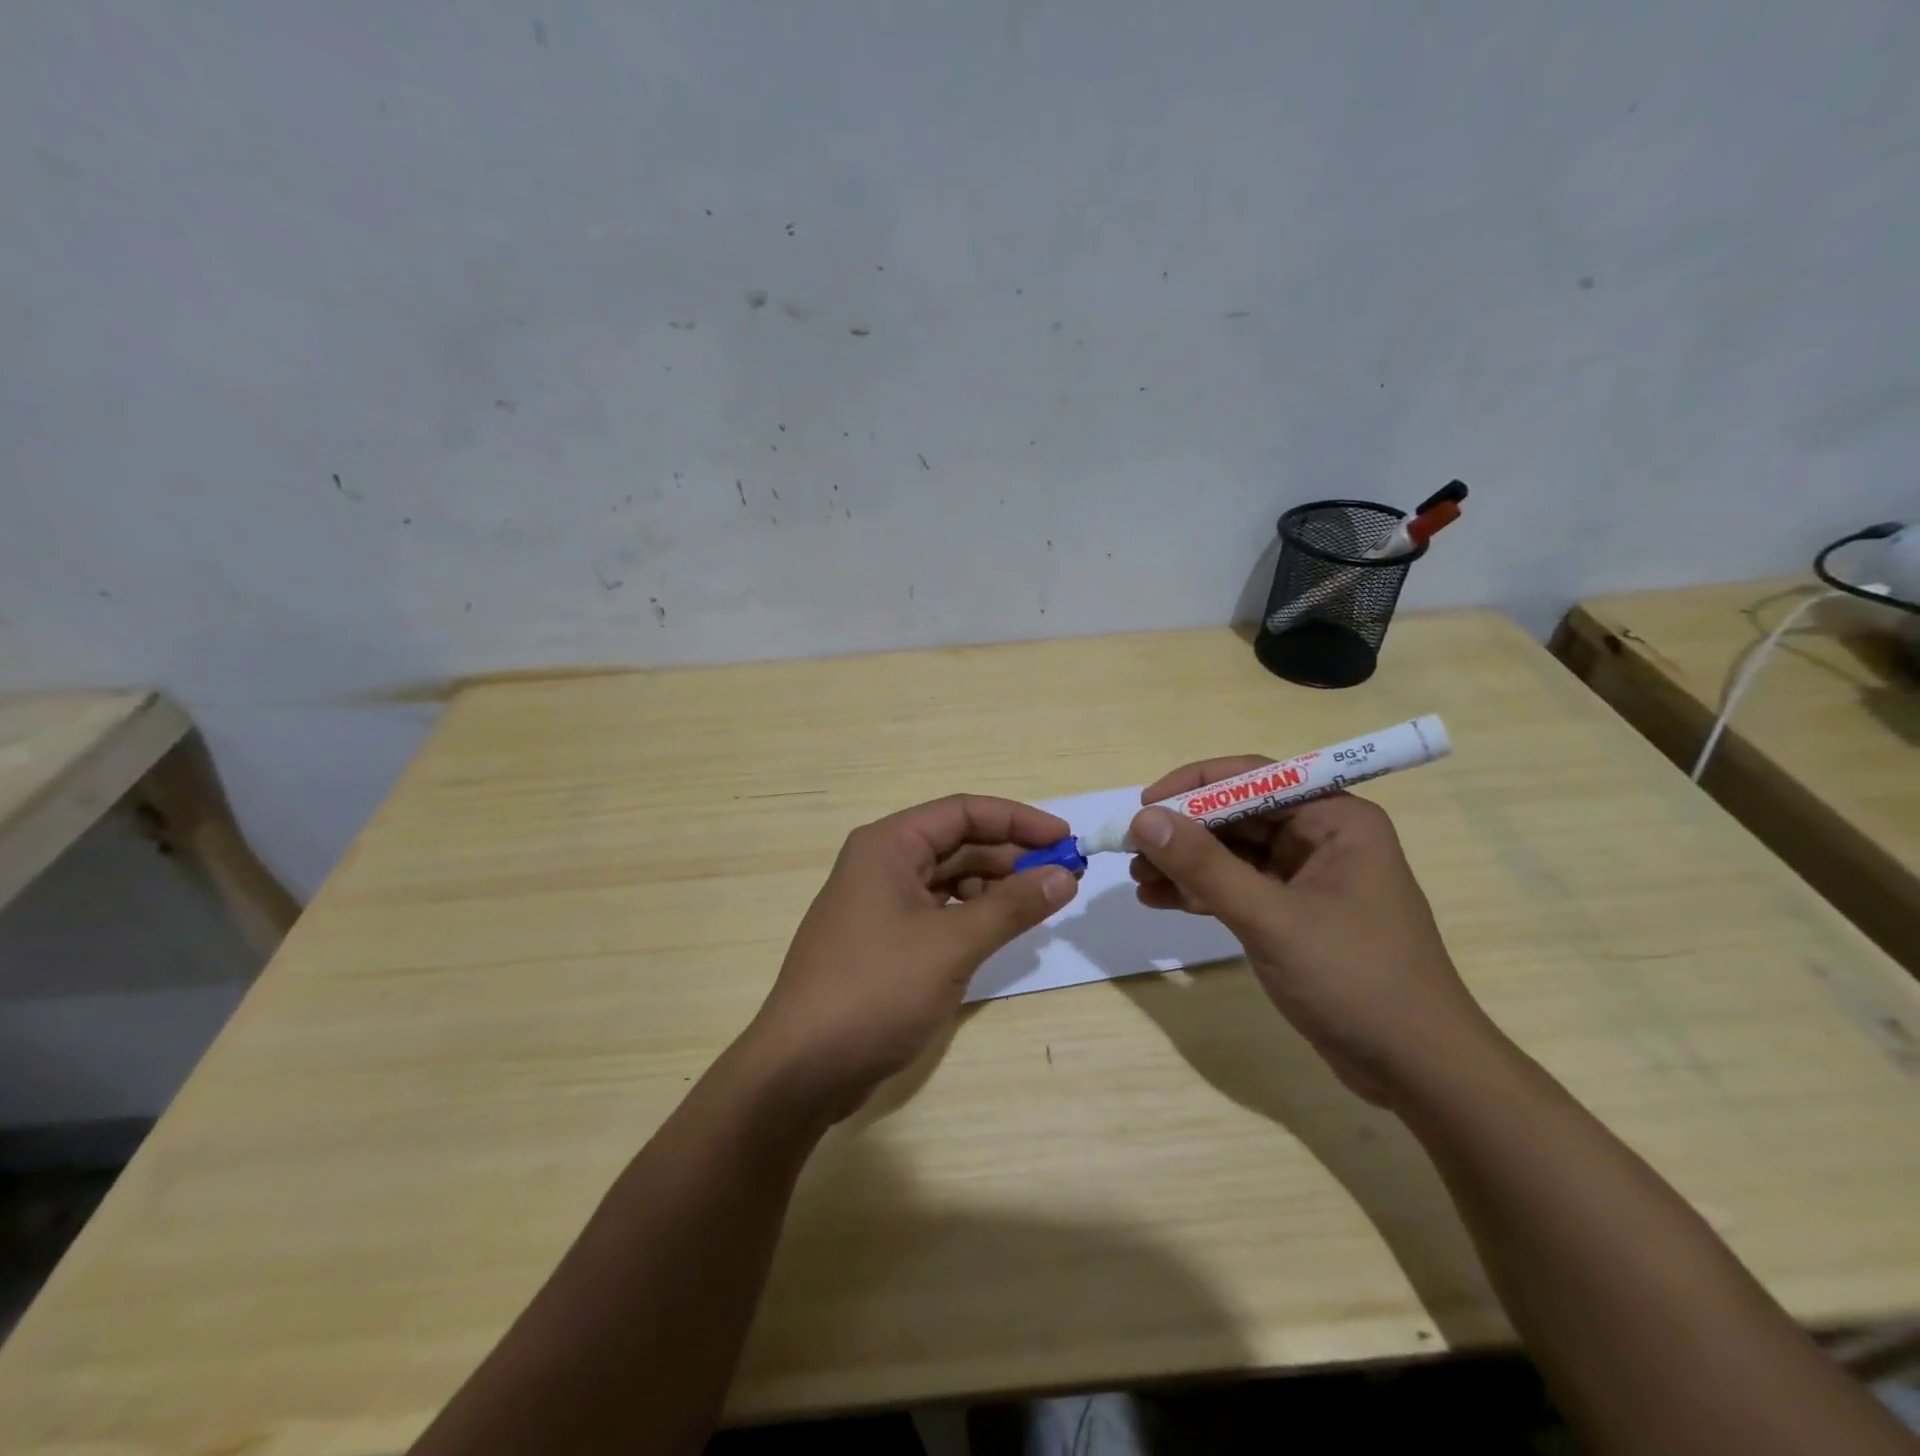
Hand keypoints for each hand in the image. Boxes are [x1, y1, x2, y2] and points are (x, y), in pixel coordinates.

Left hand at [744, 795, 1078, 1121]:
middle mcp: (882, 863)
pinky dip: (973, 915)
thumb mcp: (952, 945)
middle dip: (1011, 856)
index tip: (1065, 839)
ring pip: (950, 878)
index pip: (963, 812)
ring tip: (1041, 903)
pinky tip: (1002, 929)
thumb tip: (1065, 876)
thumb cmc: (876, 990)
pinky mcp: (885, 940)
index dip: (1018, 820)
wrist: (803, 1068)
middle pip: (957, 843)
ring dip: (995, 886)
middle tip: (1065, 876)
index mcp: (888, 845)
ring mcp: (881, 903)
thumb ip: (1012, 906)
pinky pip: (939, 911)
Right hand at [1128, 758, 1494, 1104]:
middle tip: (1131, 851)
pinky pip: (1239, 888)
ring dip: (1186, 864)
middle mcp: (1324, 838)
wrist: (1418, 1071)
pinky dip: (1201, 892)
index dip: (1194, 786)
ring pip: (1233, 853)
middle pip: (1238, 816)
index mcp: (1336, 820)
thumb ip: (1205, 867)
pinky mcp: (1296, 914)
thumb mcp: (1272, 919)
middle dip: (1184, 832)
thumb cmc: (1356, 980)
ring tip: (1137, 881)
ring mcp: (1309, 878)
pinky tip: (1161, 901)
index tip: (1144, 805)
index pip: (1253, 779)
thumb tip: (1143, 819)